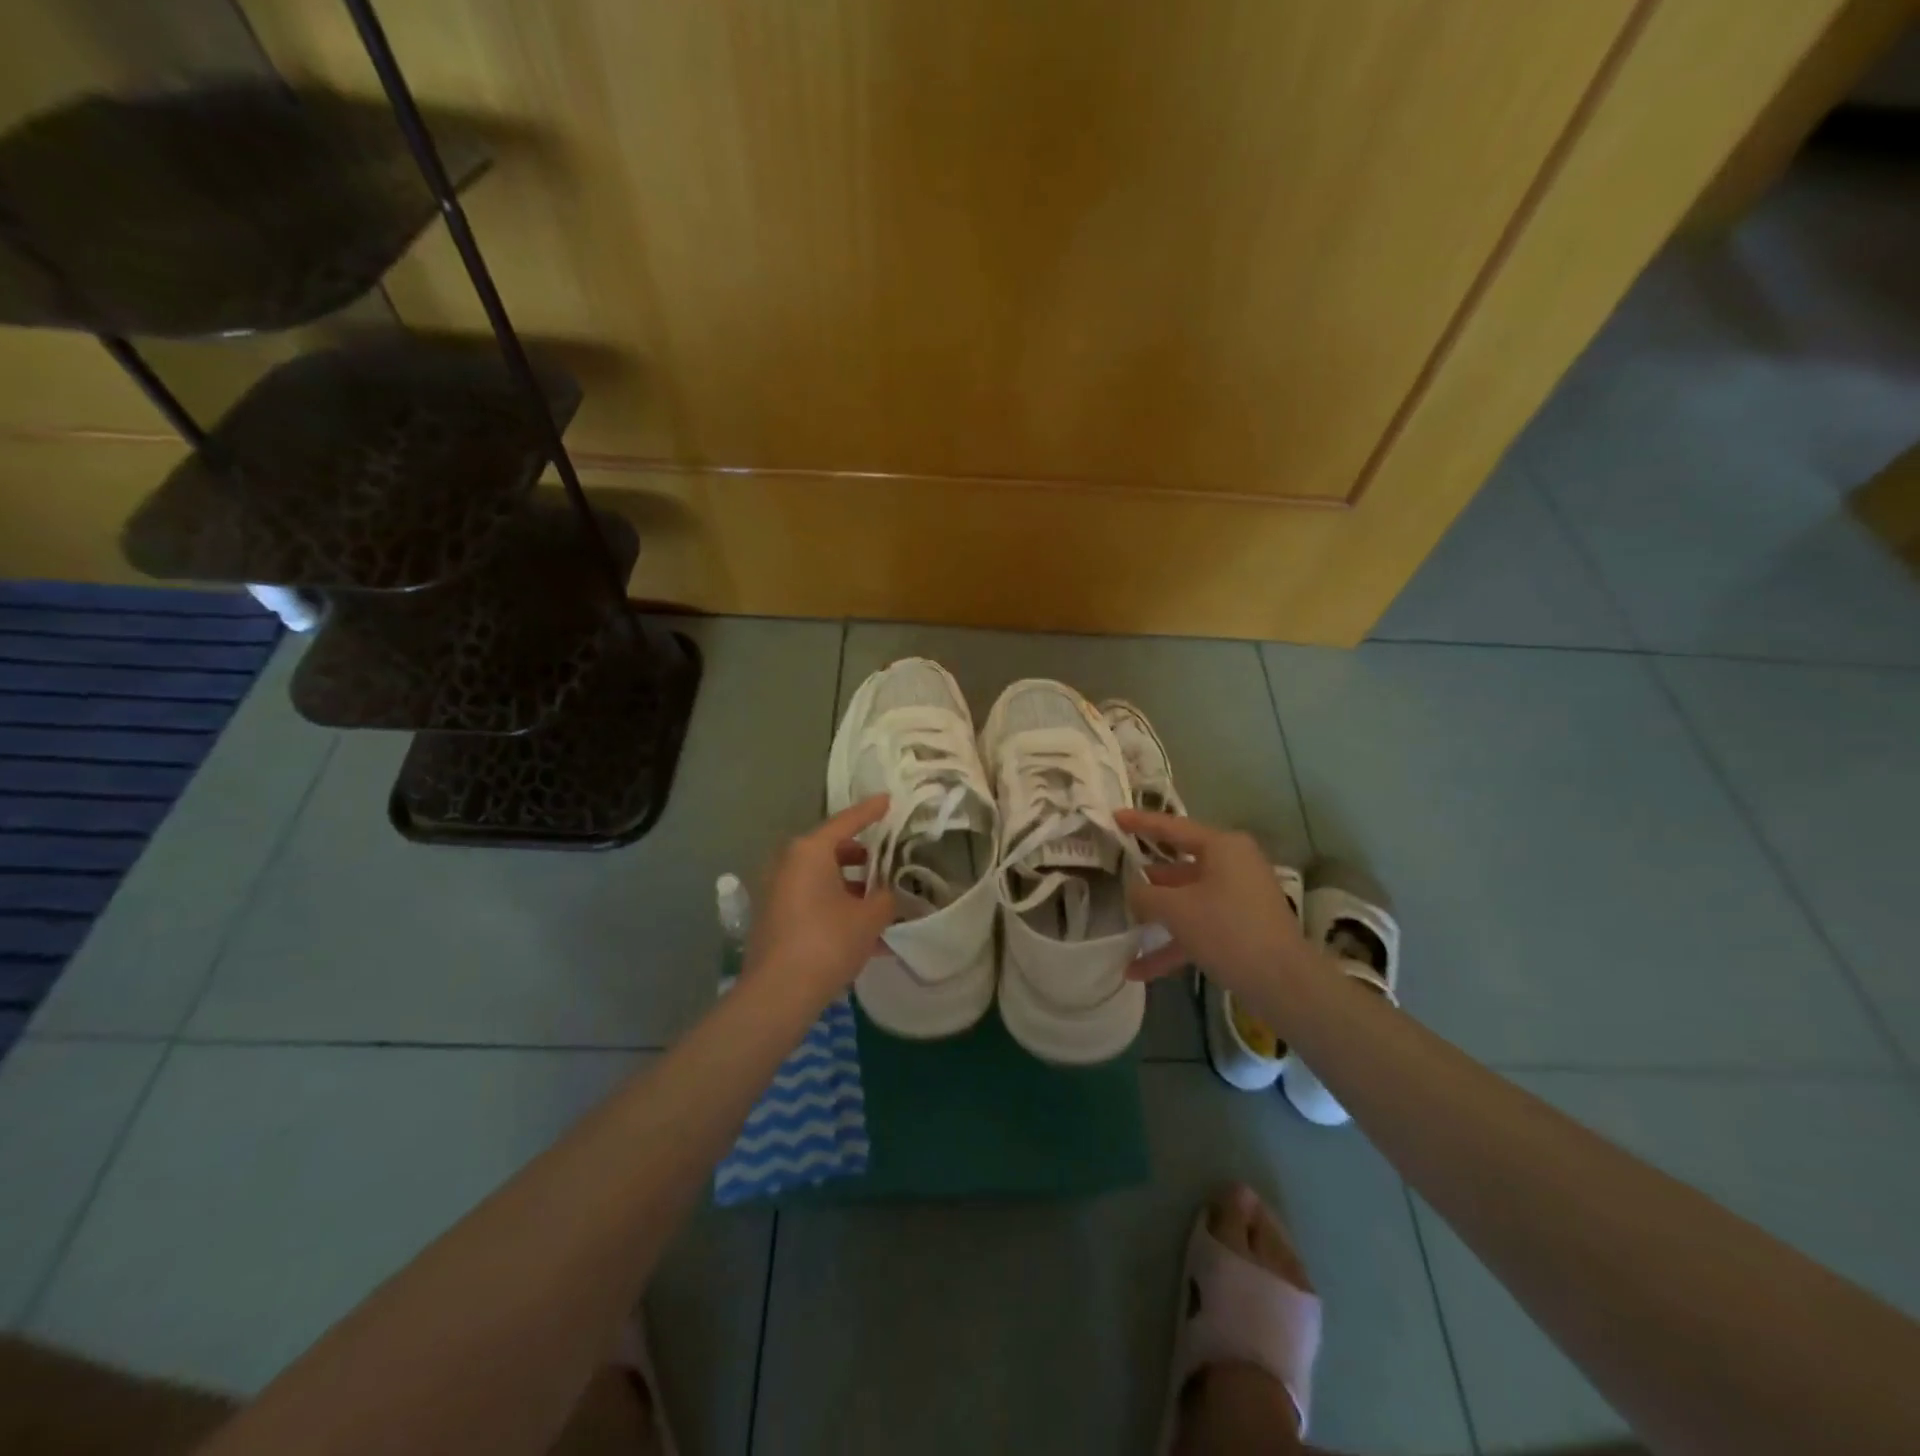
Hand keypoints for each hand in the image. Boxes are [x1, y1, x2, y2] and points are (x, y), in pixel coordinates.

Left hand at [742, 796, 897, 1010]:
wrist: (779, 993)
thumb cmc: (828, 942)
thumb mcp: (870, 918)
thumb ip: (885, 898)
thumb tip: (886, 895)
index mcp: (809, 851)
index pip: (846, 822)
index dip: (870, 811)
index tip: (888, 800)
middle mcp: (788, 863)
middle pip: (831, 850)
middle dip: (861, 857)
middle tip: (885, 861)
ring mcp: (777, 890)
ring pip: (822, 878)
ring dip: (850, 887)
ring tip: (880, 903)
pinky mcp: (774, 917)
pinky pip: (812, 901)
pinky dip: (836, 907)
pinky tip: (863, 935)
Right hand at [1119, 810, 1309, 1001]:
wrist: (1284, 984)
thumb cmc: (1227, 930)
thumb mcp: (1176, 910)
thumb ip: (1145, 895)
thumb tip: (1132, 890)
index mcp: (1222, 847)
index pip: (1172, 827)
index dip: (1140, 822)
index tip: (1114, 817)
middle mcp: (1233, 865)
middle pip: (1180, 866)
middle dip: (1147, 878)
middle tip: (1114, 873)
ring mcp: (1239, 898)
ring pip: (1187, 901)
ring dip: (1157, 918)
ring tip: (1122, 926)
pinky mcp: (1241, 929)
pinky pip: (1199, 928)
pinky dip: (1172, 945)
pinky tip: (1138, 970)